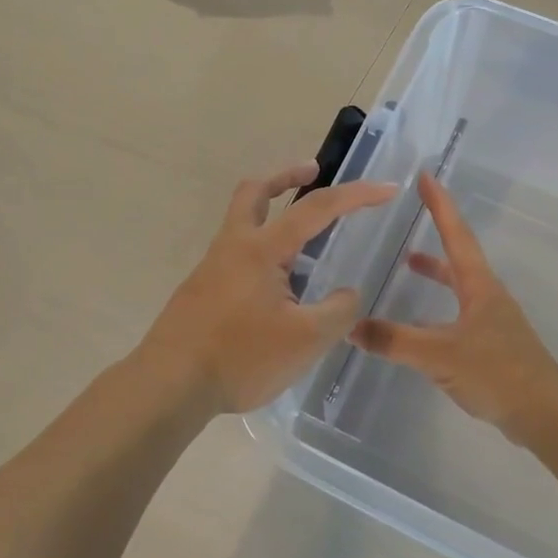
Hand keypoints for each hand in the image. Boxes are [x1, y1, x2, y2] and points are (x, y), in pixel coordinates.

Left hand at [140, 161, 397, 414]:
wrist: (169, 385)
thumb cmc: (241, 357)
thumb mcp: (306, 339)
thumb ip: (338, 311)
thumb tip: (347, 294)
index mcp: (261, 249)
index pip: (316, 208)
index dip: (356, 195)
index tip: (388, 190)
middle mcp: (233, 247)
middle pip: (255, 192)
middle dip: (286, 176)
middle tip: (312, 172)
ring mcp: (211, 268)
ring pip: (242, 224)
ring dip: (272, 215)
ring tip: (305, 243)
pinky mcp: (201, 292)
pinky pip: (237, 257)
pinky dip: (262, 252)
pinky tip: (278, 290)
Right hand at [350, 172, 557, 443]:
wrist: (543, 412)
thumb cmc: (496, 372)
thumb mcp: (439, 354)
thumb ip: (394, 340)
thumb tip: (349, 327)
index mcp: (479, 286)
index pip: (456, 235)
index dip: (440, 206)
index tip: (426, 177)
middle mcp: (486, 296)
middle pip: (458, 257)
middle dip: (436, 235)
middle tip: (413, 219)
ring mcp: (491, 321)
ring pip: (458, 287)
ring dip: (436, 273)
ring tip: (408, 267)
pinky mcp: (490, 346)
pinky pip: (456, 316)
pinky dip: (435, 310)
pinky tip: (417, 329)